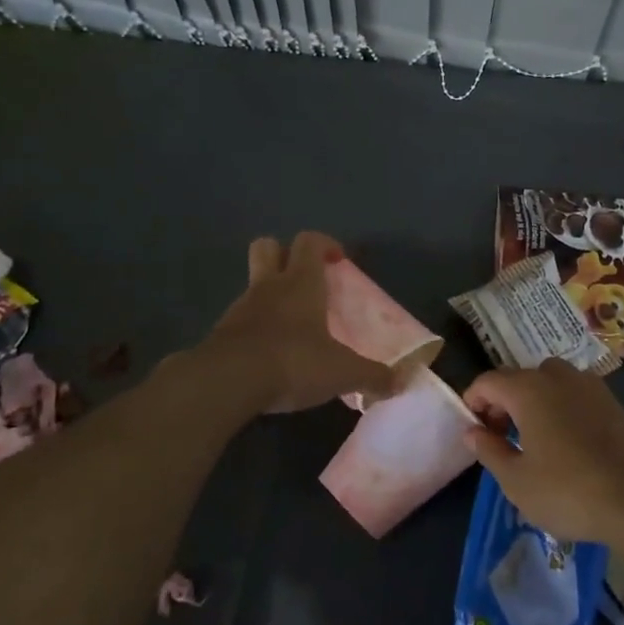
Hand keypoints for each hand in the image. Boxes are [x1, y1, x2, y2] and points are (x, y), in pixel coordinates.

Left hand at [203, 232, 395, 413]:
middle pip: (268, 247)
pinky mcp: (221, 334)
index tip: (339, 261)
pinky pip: (242, 319)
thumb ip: (373, 376)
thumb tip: (402, 382)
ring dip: (271, 295)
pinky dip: (256, 328)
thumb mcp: (342, 372)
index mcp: (300, 282)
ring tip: (293, 326)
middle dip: (285, 254)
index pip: (309, 241)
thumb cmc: (292, 361)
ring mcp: (241, 308)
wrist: (225, 383)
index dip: (324, 244)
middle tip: (307, 279)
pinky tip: (271, 354)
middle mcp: (268, 286)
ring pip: (254, 284)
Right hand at [461, 359, 623, 545]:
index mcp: (528, 389)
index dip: (474, 401)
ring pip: (550, 381)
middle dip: (503, 401)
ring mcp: (589, 385)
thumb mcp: (516, 481)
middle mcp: (557, 376)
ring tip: (534, 437)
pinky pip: (574, 393)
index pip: (488, 381)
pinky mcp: (611, 400)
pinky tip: (567, 440)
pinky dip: (561, 406)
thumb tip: (472, 431)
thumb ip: (489, 450)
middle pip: (519, 377)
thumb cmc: (568, 490)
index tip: (474, 430)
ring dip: (534, 400)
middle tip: (501, 437)